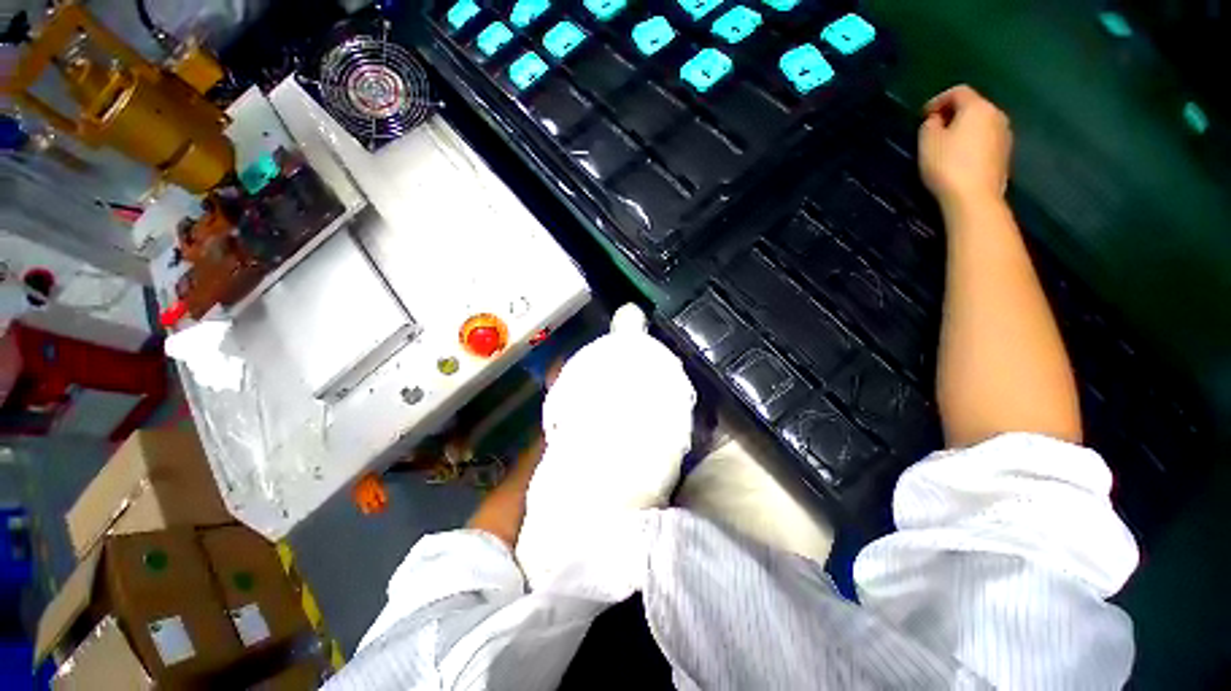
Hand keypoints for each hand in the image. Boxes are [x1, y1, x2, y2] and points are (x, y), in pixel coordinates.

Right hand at [918, 85, 1012, 210]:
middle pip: (973, 106)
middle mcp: (996, 115)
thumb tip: (936, 120)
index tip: (922, 116)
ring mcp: (1005, 135)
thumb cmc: (947, 165)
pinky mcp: (1005, 154)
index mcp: (977, 107)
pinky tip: (960, 157)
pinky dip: (972, 142)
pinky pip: (986, 140)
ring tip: (947, 145)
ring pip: (981, 123)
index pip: (958, 92)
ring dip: (964, 129)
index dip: (938, 100)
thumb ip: (929, 125)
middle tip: (934, 129)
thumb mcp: (927, 143)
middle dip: (953, 114)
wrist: (975, 197)